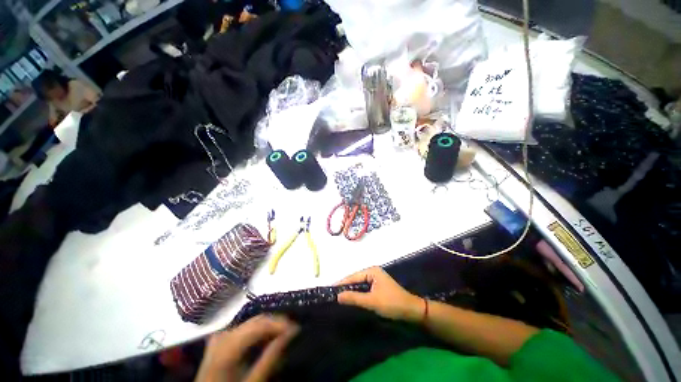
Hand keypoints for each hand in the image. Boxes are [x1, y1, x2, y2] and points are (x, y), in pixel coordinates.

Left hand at [196, 315, 298, 381]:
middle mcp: (224, 334)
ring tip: (283, 334)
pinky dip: (259, 331)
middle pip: (256, 320)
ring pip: (252, 322)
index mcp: (228, 344)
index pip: (261, 324)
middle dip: (277, 323)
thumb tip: (291, 334)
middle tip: (293, 331)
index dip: (281, 323)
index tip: (297, 329)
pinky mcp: (221, 339)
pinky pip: (245, 328)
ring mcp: (221, 335)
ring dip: (269, 326)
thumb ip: (271, 358)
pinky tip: (267, 338)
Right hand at [337, 267, 423, 322]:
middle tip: (332, 295)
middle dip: (345, 287)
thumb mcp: (372, 301)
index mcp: (372, 271)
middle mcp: (373, 272)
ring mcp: (376, 280)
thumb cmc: (392, 303)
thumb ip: (354, 298)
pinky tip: (351, 300)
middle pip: (355, 279)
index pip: (353, 276)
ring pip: (359, 285)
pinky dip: (358, 294)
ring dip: (351, 291)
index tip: (330, 289)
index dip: (341, 283)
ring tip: (338, 298)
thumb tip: (338, 296)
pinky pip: (364, 289)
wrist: (412, 311)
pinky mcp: (378, 287)